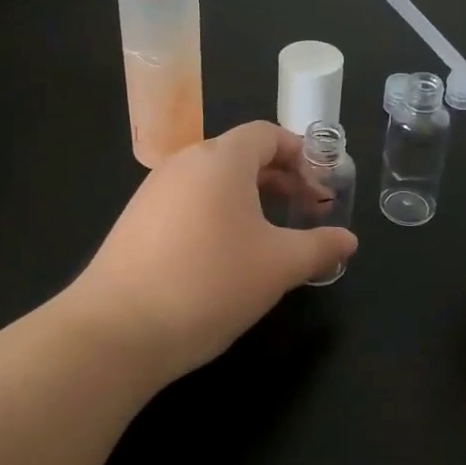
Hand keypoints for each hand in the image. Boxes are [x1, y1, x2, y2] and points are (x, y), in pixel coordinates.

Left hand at [71, 122, 357, 381]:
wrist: (117, 330)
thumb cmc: (210, 283)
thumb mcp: (279, 266)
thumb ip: (320, 247)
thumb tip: (348, 240)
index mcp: (221, 159)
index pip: (267, 134)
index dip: (302, 154)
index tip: (323, 185)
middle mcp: (185, 162)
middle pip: (241, 154)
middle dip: (280, 178)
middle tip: (307, 211)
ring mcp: (155, 190)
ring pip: (214, 180)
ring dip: (250, 198)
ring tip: (271, 236)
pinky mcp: (136, 220)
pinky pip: (189, 202)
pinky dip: (218, 214)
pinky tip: (226, 256)